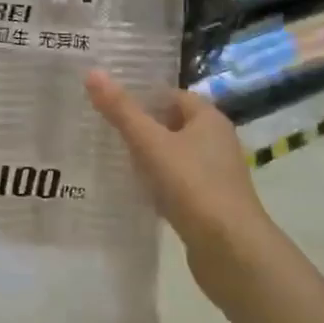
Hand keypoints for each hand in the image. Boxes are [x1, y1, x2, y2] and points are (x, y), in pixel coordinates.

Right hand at [84, 70, 275, 310]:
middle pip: (173, 125)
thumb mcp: (150, 144)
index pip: (172, 95)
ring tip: (112, 158)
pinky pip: (177, 184)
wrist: (231, 250)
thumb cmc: (192, 185)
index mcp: (209, 119)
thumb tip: (93, 72)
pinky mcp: (209, 204)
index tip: (109, 102)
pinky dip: (157, 184)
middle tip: (103, 128)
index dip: (143, 96)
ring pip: (174, 156)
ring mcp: (215, 174)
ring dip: (148, 157)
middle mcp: (216, 142)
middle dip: (142, 127)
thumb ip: (122, 111)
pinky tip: (135, 192)